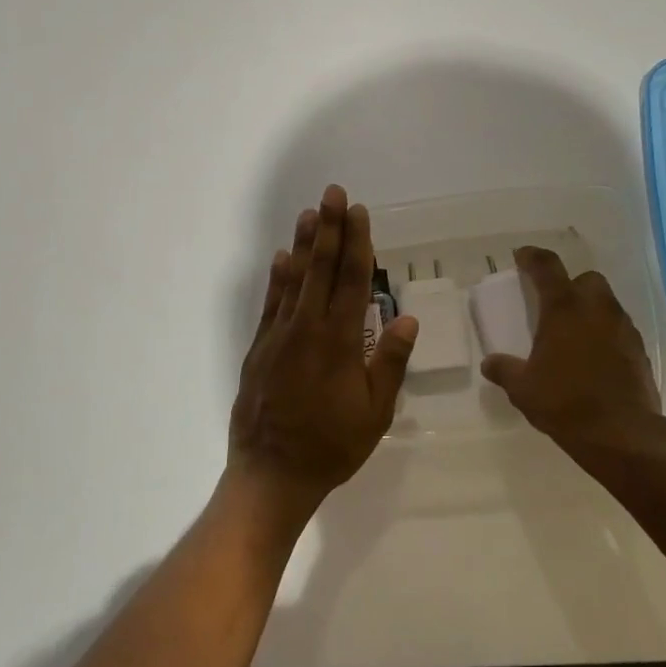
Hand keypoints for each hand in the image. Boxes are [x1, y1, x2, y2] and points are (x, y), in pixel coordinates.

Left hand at [228, 186, 418, 514]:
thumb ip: (390, 361)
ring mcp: (278, 337)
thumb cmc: (332, 446)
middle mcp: (307, 329)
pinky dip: (276, 279)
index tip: (358, 212)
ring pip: (292, 280)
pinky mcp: (259, 349)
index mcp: (340, 342)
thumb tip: (406, 316)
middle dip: (328, 228)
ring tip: (308, 214)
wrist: (272, 473)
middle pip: (320, 269)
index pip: (351, 281)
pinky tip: (280, 259)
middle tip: (332, 193)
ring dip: (302, 245)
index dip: (356, 243)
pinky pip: (270, 304)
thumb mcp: (375, 412)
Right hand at [479, 246, 660, 449]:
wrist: (621, 434)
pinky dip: (604, 333)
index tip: (522, 256)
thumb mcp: (523, 389)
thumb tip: (490, 363)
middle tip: (553, 303)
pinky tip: (592, 357)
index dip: (532, 257)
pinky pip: (619, 329)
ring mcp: (623, 329)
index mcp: (564, 310)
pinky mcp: (639, 350)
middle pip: (587, 279)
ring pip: (606, 303)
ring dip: (589, 309)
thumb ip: (504, 370)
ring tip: (571, 333)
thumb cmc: (565, 403)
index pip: (547, 267)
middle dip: (571, 284)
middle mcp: (597, 310)